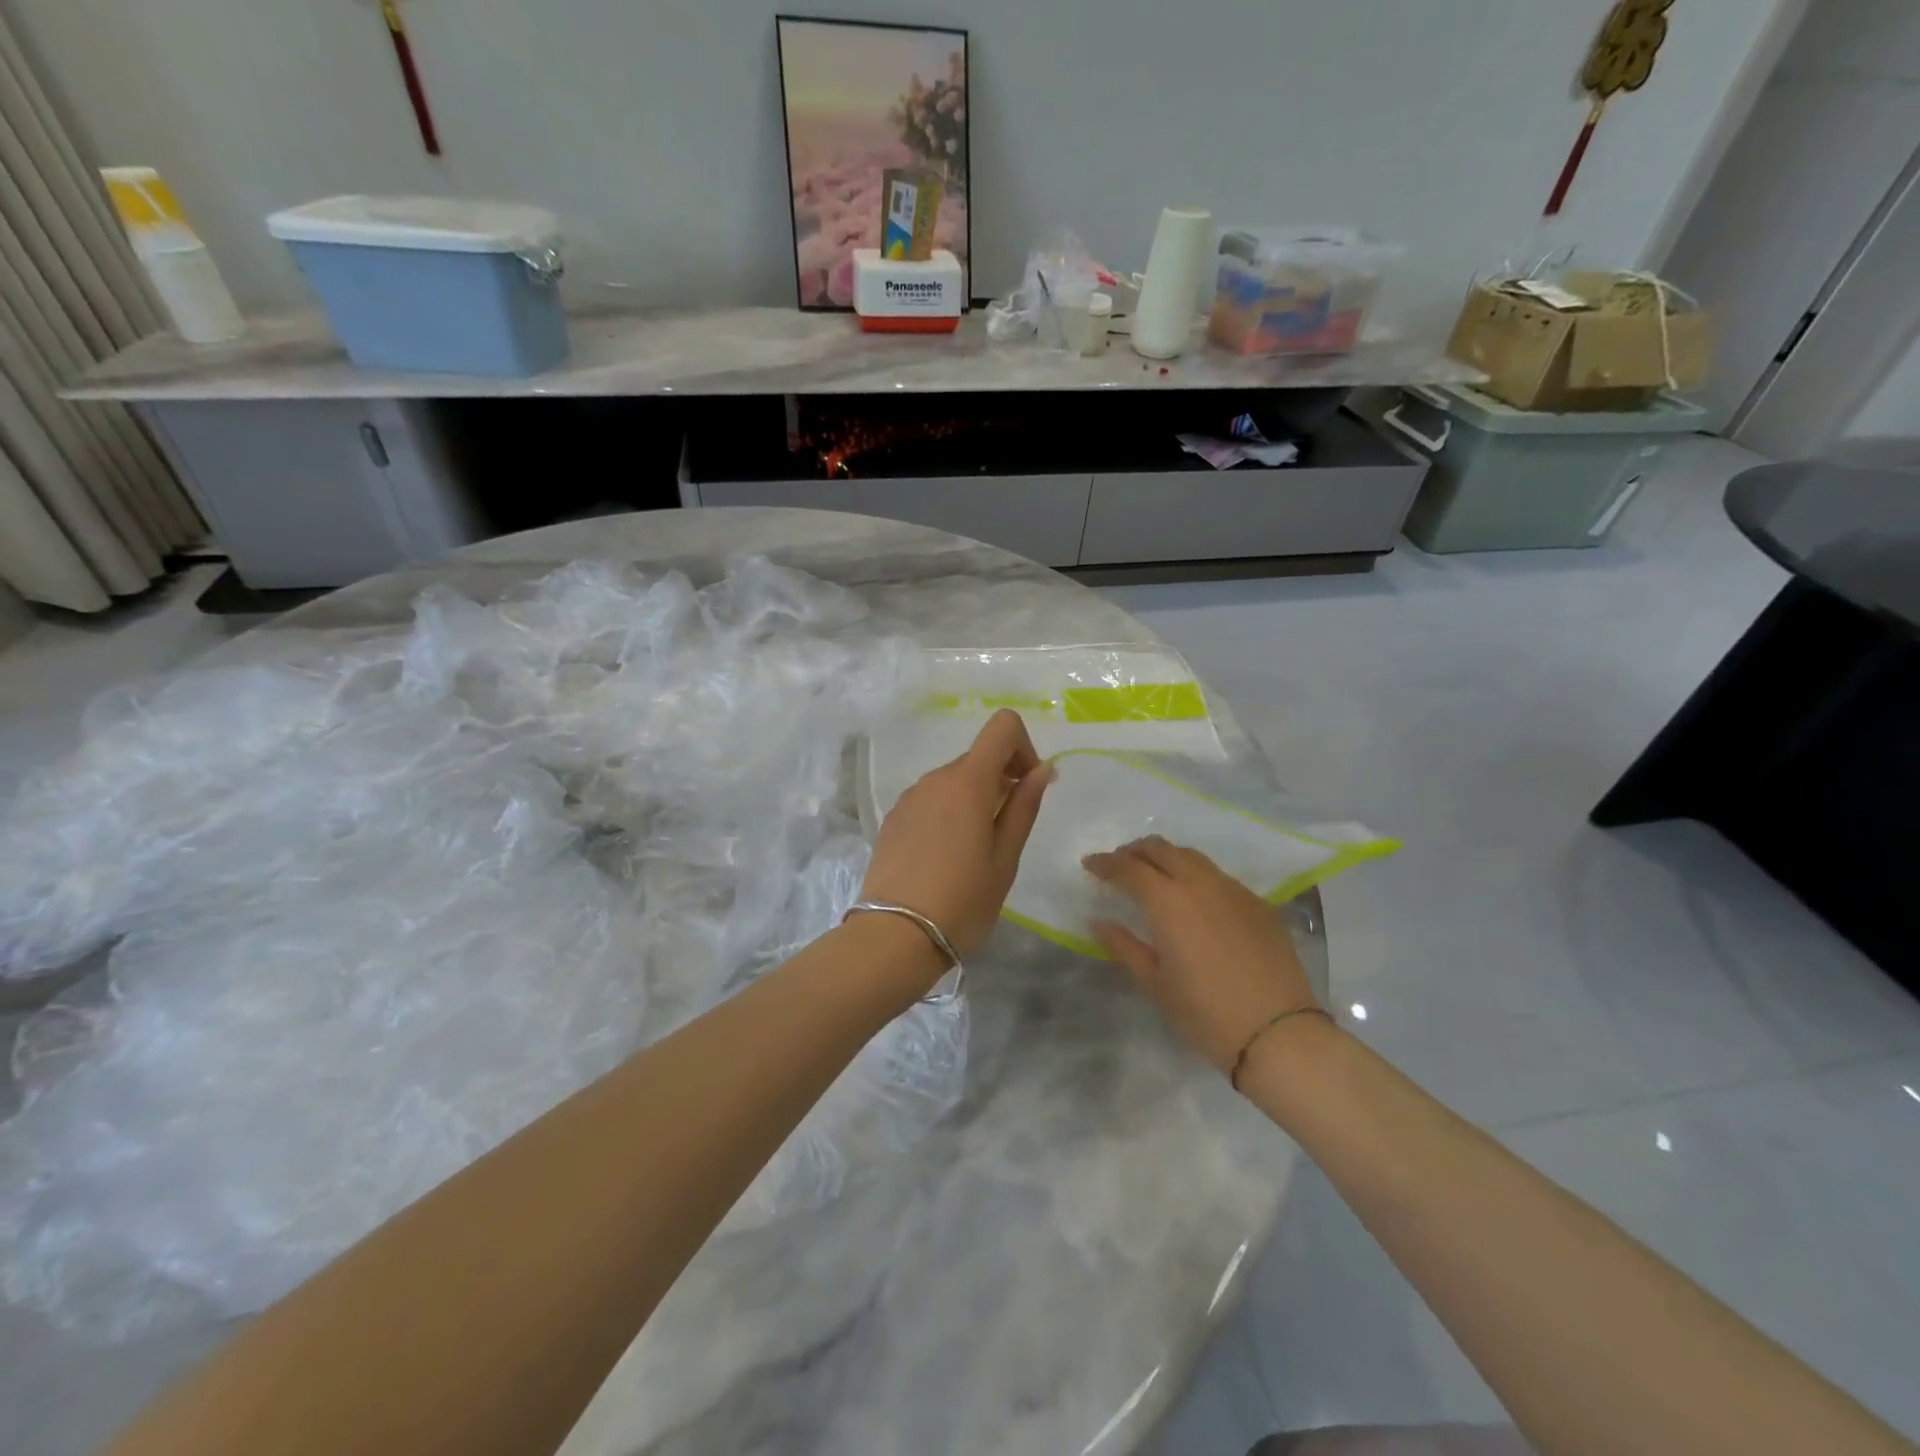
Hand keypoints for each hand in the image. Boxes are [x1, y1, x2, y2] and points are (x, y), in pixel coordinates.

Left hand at [862, 710, 1053, 959]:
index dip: (1023, 748)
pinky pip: (931, 800)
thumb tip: (1041, 769)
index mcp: (967, 781)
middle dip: (1001, 781)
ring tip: (974, 851)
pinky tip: (945, 857)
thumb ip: (1024, 806)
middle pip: (978, 757)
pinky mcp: (893, 818)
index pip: (1002, 726)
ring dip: (973, 799)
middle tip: (1006, 831)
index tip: (1025, 788)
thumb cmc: (963, 900)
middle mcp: (935, 778)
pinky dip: (948, 813)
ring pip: (953, 781)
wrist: (895, 935)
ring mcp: (909, 797)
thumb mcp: (1005, 857)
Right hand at [1083, 836, 1317, 1072]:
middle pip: (1161, 849)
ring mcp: (1234, 890)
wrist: (1278, 1033)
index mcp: (1168, 900)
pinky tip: (1195, 901)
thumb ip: (1123, 946)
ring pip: (1193, 857)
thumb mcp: (1154, 983)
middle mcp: (1200, 883)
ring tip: (1155, 876)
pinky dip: (1196, 877)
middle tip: (1120, 865)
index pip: (1129, 867)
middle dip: (1135, 851)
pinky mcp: (1259, 904)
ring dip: (1167, 858)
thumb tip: (1100, 922)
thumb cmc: (1205, 1013)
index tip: (1090, 865)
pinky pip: (1219, 877)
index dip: (1105, 863)